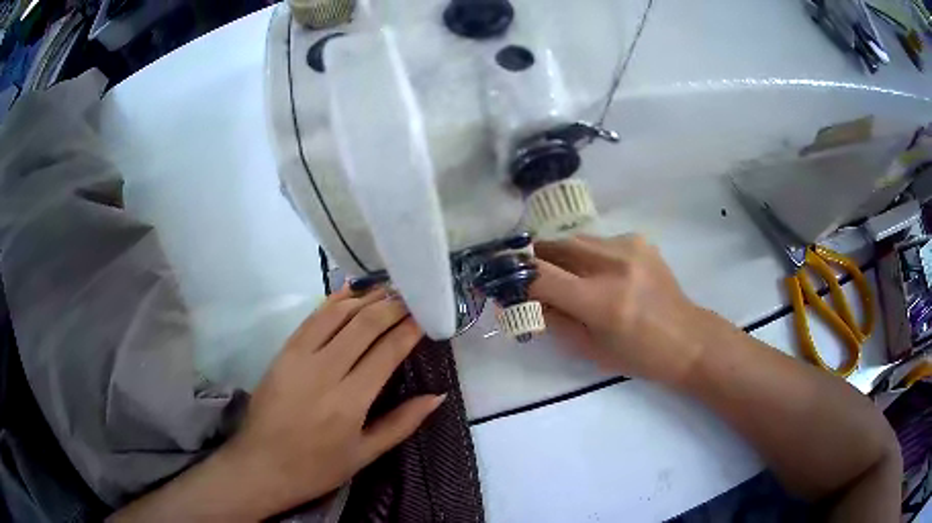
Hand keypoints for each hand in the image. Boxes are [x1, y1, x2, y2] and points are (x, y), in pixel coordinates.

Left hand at [219, 286, 443, 517]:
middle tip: (410, 298)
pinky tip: (349, 293)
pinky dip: (333, 302)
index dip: (409, 330)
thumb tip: (437, 395)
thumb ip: (402, 423)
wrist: (261, 465)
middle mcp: (325, 372)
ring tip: (386, 291)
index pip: (386, 352)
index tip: (425, 317)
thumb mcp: (365, 454)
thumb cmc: (317, 467)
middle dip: (391, 307)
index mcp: (350, 402)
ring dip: (364, 298)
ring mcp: (299, 358)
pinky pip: (311, 319)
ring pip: (336, 314)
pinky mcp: (283, 352)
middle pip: (364, 325)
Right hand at [530, 234, 704, 383]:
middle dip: (534, 260)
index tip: (500, 279)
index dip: (514, 276)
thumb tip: (517, 299)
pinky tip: (600, 273)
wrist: (686, 338)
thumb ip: (550, 319)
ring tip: (567, 277)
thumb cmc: (637, 356)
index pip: (540, 275)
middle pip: (553, 246)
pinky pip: (596, 240)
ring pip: (573, 238)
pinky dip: (586, 254)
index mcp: (600, 301)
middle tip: (530, 278)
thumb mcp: (588, 348)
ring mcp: (628, 246)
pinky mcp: (638, 239)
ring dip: (560, 255)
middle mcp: (613, 265)